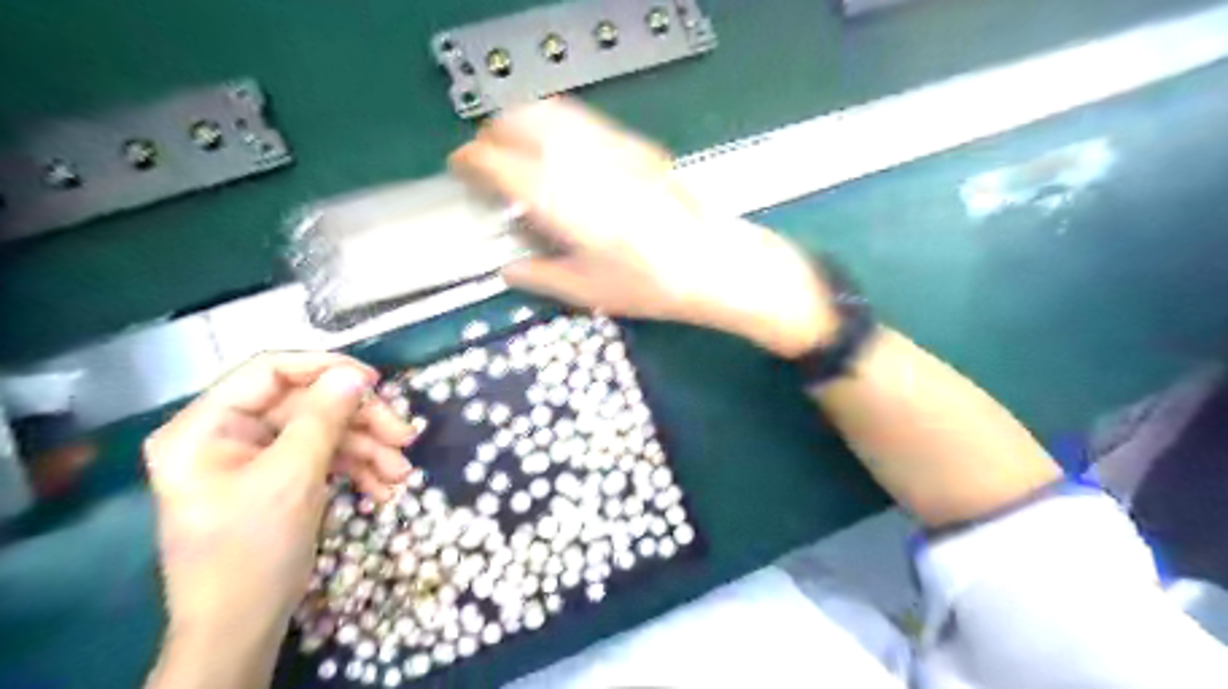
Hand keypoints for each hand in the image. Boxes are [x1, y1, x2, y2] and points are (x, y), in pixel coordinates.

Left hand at [144, 353, 416, 685]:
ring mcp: (256, 458)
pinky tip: (384, 490)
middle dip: (360, 423)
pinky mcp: (279, 479)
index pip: (269, 371)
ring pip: (323, 432)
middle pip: (307, 405)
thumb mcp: (292, 478)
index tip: (375, 382)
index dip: (325, 369)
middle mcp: (228, 435)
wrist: (241, 630)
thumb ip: (324, 419)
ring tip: (401, 475)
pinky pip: (323, 459)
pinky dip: (357, 470)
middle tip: (405, 436)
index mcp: (206, 426)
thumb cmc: (252, 552)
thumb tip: (356, 375)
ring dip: (368, 450)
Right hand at [455, 99, 841, 357]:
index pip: (500, 162)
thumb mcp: (589, 290)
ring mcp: (613, 148)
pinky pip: (584, 120)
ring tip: (519, 147)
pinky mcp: (637, 146)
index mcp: (563, 201)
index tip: (462, 168)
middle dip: (494, 131)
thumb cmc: (652, 285)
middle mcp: (583, 163)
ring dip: (525, 120)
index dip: (473, 160)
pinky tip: (562, 149)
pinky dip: (558, 123)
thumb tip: (508, 268)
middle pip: (522, 120)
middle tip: (487, 157)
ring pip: (553, 110)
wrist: (718, 264)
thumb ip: (540, 276)